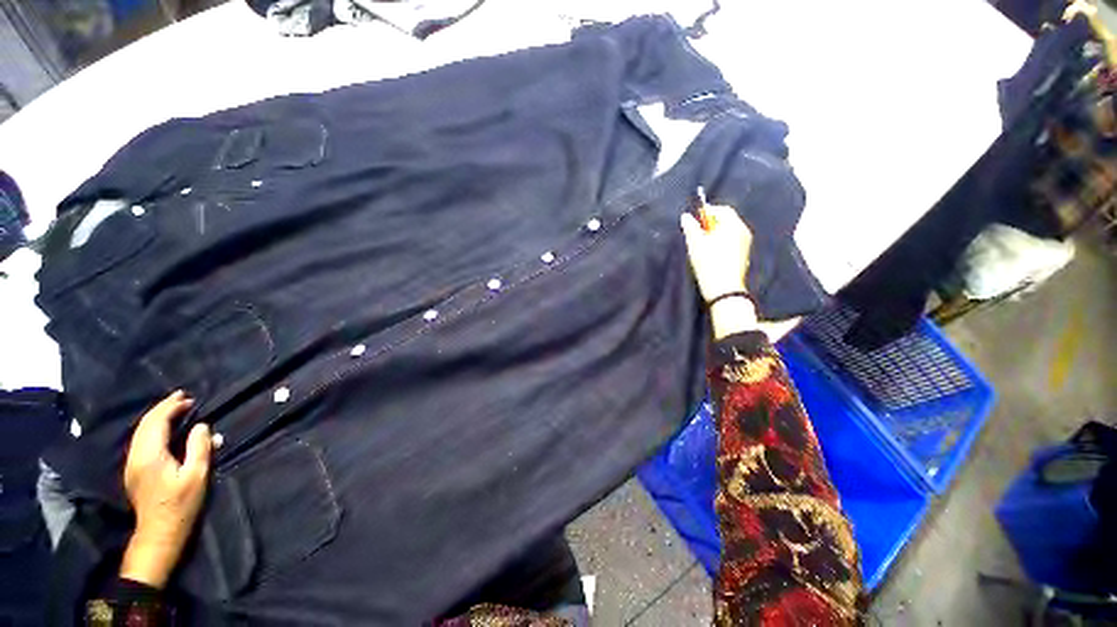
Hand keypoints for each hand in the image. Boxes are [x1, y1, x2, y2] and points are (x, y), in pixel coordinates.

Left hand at [120, 390, 211, 588]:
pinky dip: (152, 428)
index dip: (171, 407)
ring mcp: (132, 464)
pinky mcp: (134, 470)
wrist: (159, 532)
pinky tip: (163, 428)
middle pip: (145, 424)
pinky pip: (141, 440)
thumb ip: (199, 448)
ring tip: (173, 408)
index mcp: (150, 455)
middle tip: (181, 397)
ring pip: (140, 432)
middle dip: (162, 408)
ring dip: (156, 417)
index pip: (156, 422)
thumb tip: (201, 426)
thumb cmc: (181, 504)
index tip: (188, 399)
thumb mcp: (197, 475)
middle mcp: (136, 456)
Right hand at [680, 203, 758, 339]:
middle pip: (726, 220)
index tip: (694, 220)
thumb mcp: (695, 243)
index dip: (706, 212)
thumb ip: (690, 227)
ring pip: (728, 232)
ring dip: (715, 234)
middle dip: (710, 224)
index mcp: (733, 224)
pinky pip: (731, 242)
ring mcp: (745, 244)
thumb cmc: (709, 262)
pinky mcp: (743, 256)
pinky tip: (710, 254)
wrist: (724, 289)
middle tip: (695, 233)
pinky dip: (720, 243)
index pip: (721, 210)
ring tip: (701, 244)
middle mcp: (743, 231)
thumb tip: (686, 217)